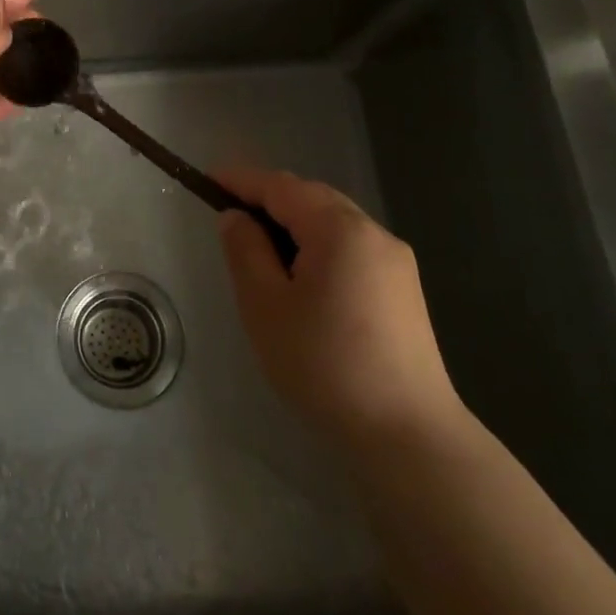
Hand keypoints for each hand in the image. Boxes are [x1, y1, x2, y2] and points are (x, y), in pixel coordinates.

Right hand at [216, 167, 459, 442]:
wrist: (408, 435)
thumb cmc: (325, 364)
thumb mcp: (265, 305)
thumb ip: (245, 250)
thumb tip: (236, 217)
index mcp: (340, 229)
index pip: (281, 187)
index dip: (241, 180)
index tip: (207, 180)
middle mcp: (374, 233)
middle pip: (312, 197)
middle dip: (269, 199)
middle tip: (229, 215)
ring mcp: (395, 262)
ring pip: (334, 222)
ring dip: (294, 222)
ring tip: (260, 247)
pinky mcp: (403, 290)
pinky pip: (351, 247)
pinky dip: (318, 245)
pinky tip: (301, 276)